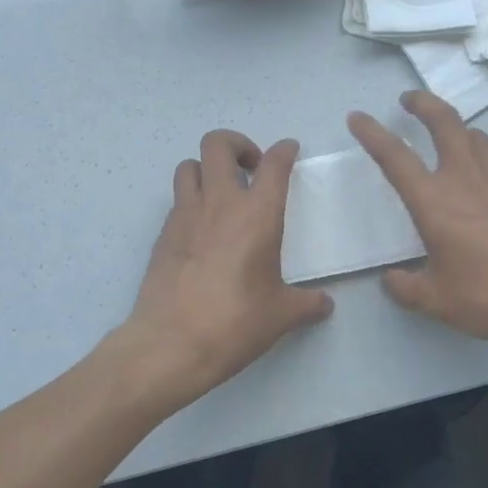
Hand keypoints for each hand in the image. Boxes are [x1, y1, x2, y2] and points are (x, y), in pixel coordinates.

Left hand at [120, 130, 333, 409]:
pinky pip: (177, 201)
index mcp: (257, 215)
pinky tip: (202, 231)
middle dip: (237, 145)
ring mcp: (185, 215)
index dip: (284, 150)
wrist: (171, 343)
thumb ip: (307, 304)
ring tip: (221, 194)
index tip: (289, 150)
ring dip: (207, 169)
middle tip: (251, 169)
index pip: (274, 164)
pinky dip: (191, 202)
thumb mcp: (281, 315)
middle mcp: (219, 203)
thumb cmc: (235, 323)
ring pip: (188, 165)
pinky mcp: (163, 234)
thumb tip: (324, 305)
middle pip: (218, 144)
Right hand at [348, 91, 487, 360]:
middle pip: (444, 122)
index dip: (372, 133)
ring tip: (451, 142)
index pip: (395, 157)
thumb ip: (407, 287)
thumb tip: (391, 278)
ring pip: (478, 138)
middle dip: (423, 103)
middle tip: (409, 99)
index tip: (358, 117)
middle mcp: (468, 180)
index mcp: (435, 203)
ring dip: (458, 132)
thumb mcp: (438, 301)